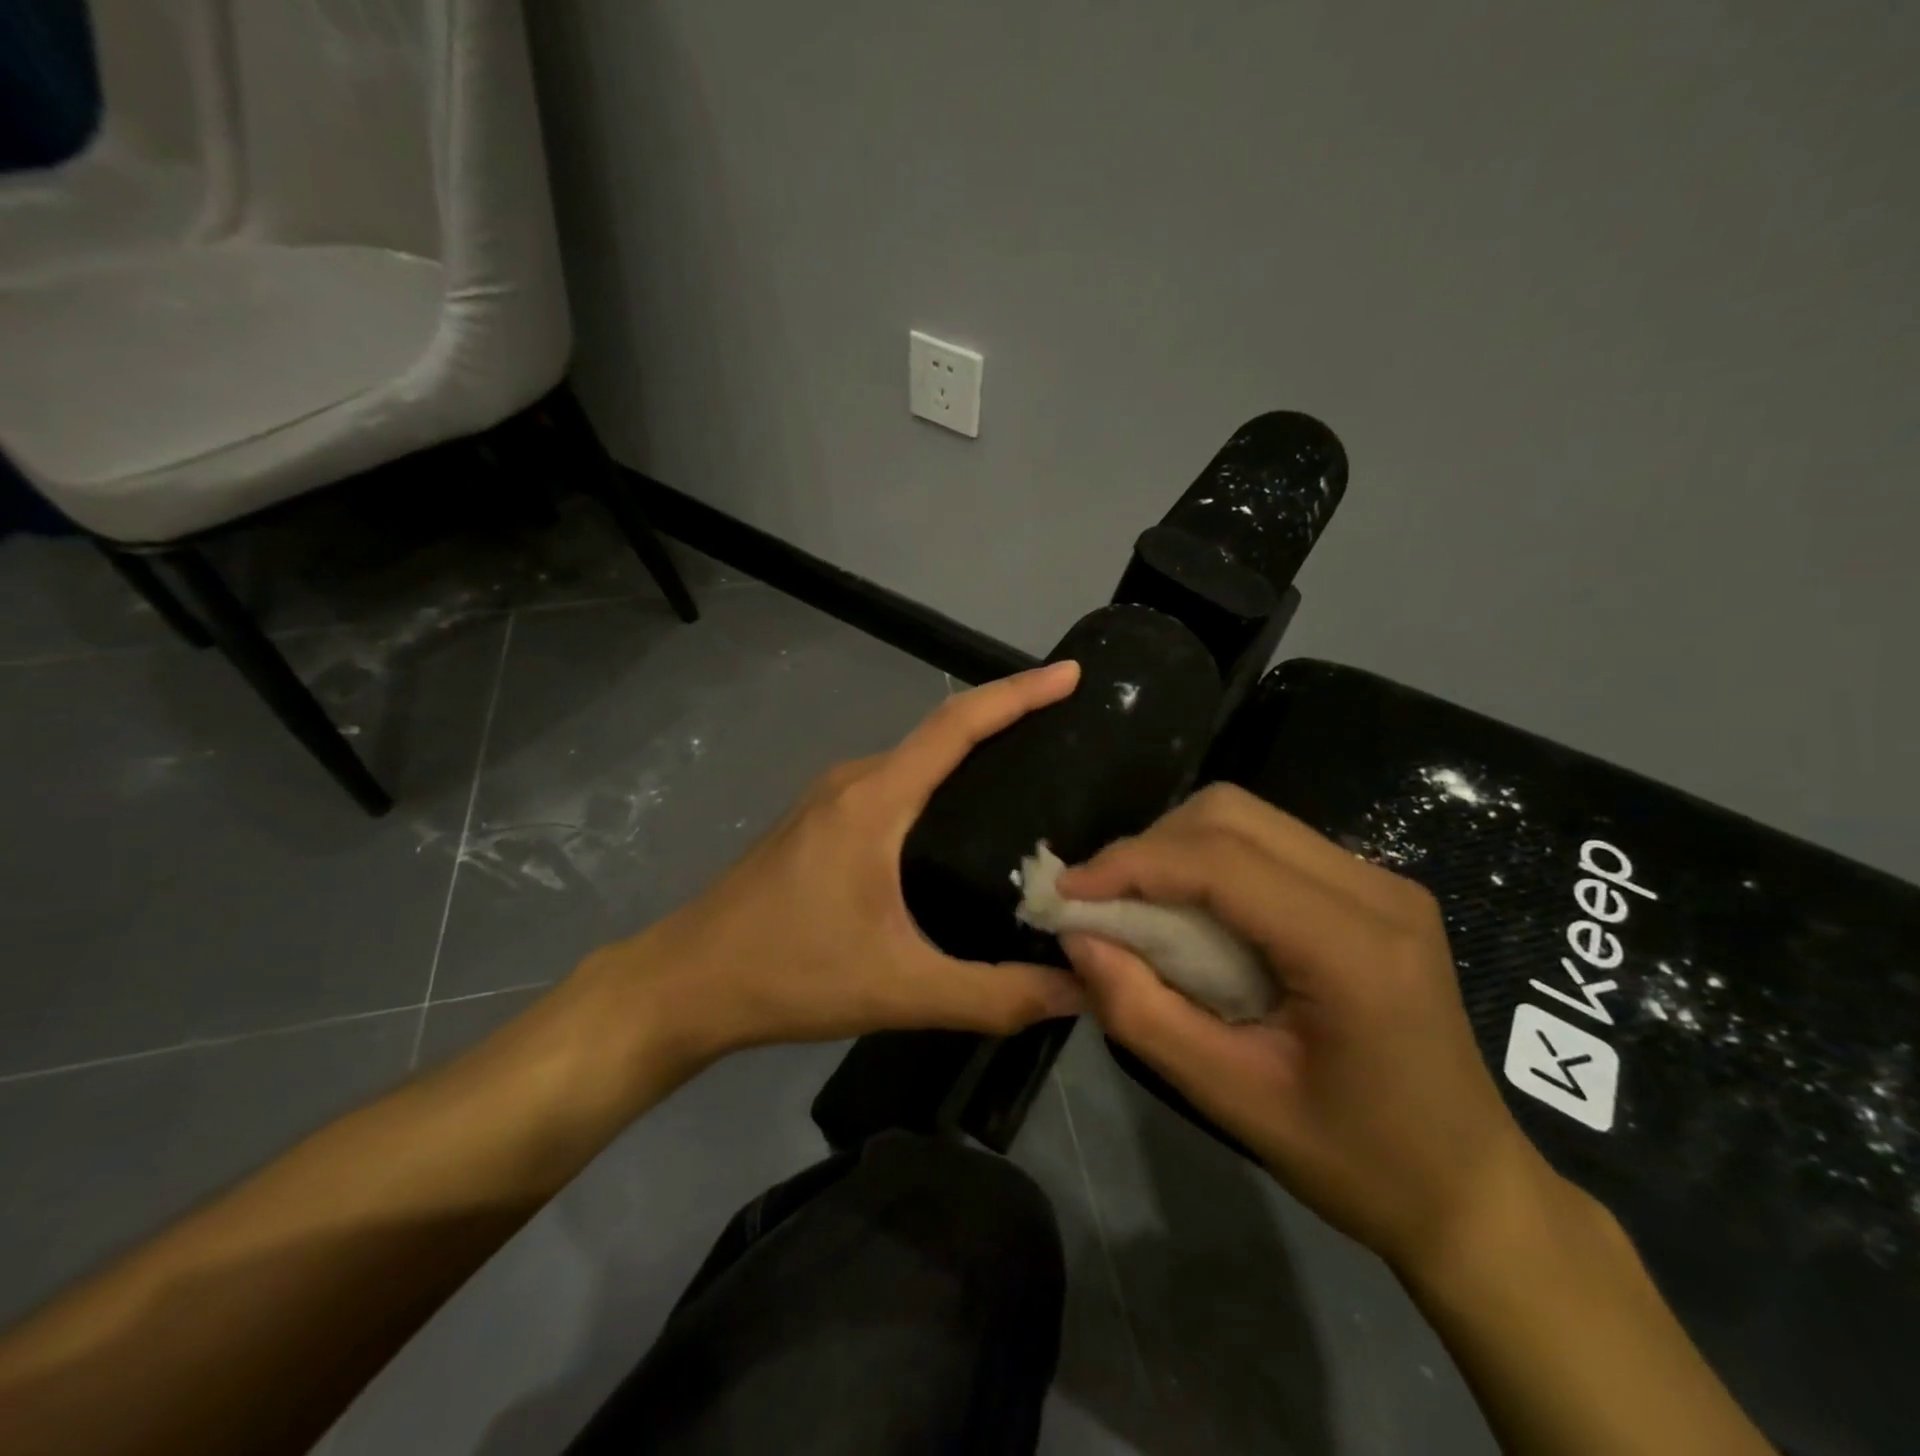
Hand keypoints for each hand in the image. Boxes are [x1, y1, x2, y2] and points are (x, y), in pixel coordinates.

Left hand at [573, 662, 1086, 1076]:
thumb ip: (994, 995)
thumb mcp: (901, 990)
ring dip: (970, 757)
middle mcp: (854, 781)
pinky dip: (938, 786)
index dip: (1018, 693)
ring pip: (915, 761)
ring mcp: (831, 799)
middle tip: (1070, 737)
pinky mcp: (820, 822)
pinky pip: (894, 786)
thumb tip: (1080, 991)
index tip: (1070, 675)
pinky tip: (964, 827)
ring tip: (1033, 781)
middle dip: (1006, 721)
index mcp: (875, 800)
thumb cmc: (787, 975)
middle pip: (940, 733)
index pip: (957, 725)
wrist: (684, 983)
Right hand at [1058, 784, 1548, 1274]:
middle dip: (1150, 846)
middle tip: (1101, 901)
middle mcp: (1376, 890)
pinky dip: (1210, 861)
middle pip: (1232, 815)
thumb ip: (1143, 1013)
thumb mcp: (1233, 1100)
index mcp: (1354, 948)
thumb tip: (1076, 938)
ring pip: (1248, 818)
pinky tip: (1191, 909)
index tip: (1066, 890)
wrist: (1471, 1188)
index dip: (1132, 863)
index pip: (1221, 860)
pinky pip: (1270, 842)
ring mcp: (1381, 881)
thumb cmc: (1358, 1161)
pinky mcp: (1373, 888)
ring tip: (1136, 905)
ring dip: (1177, 849)